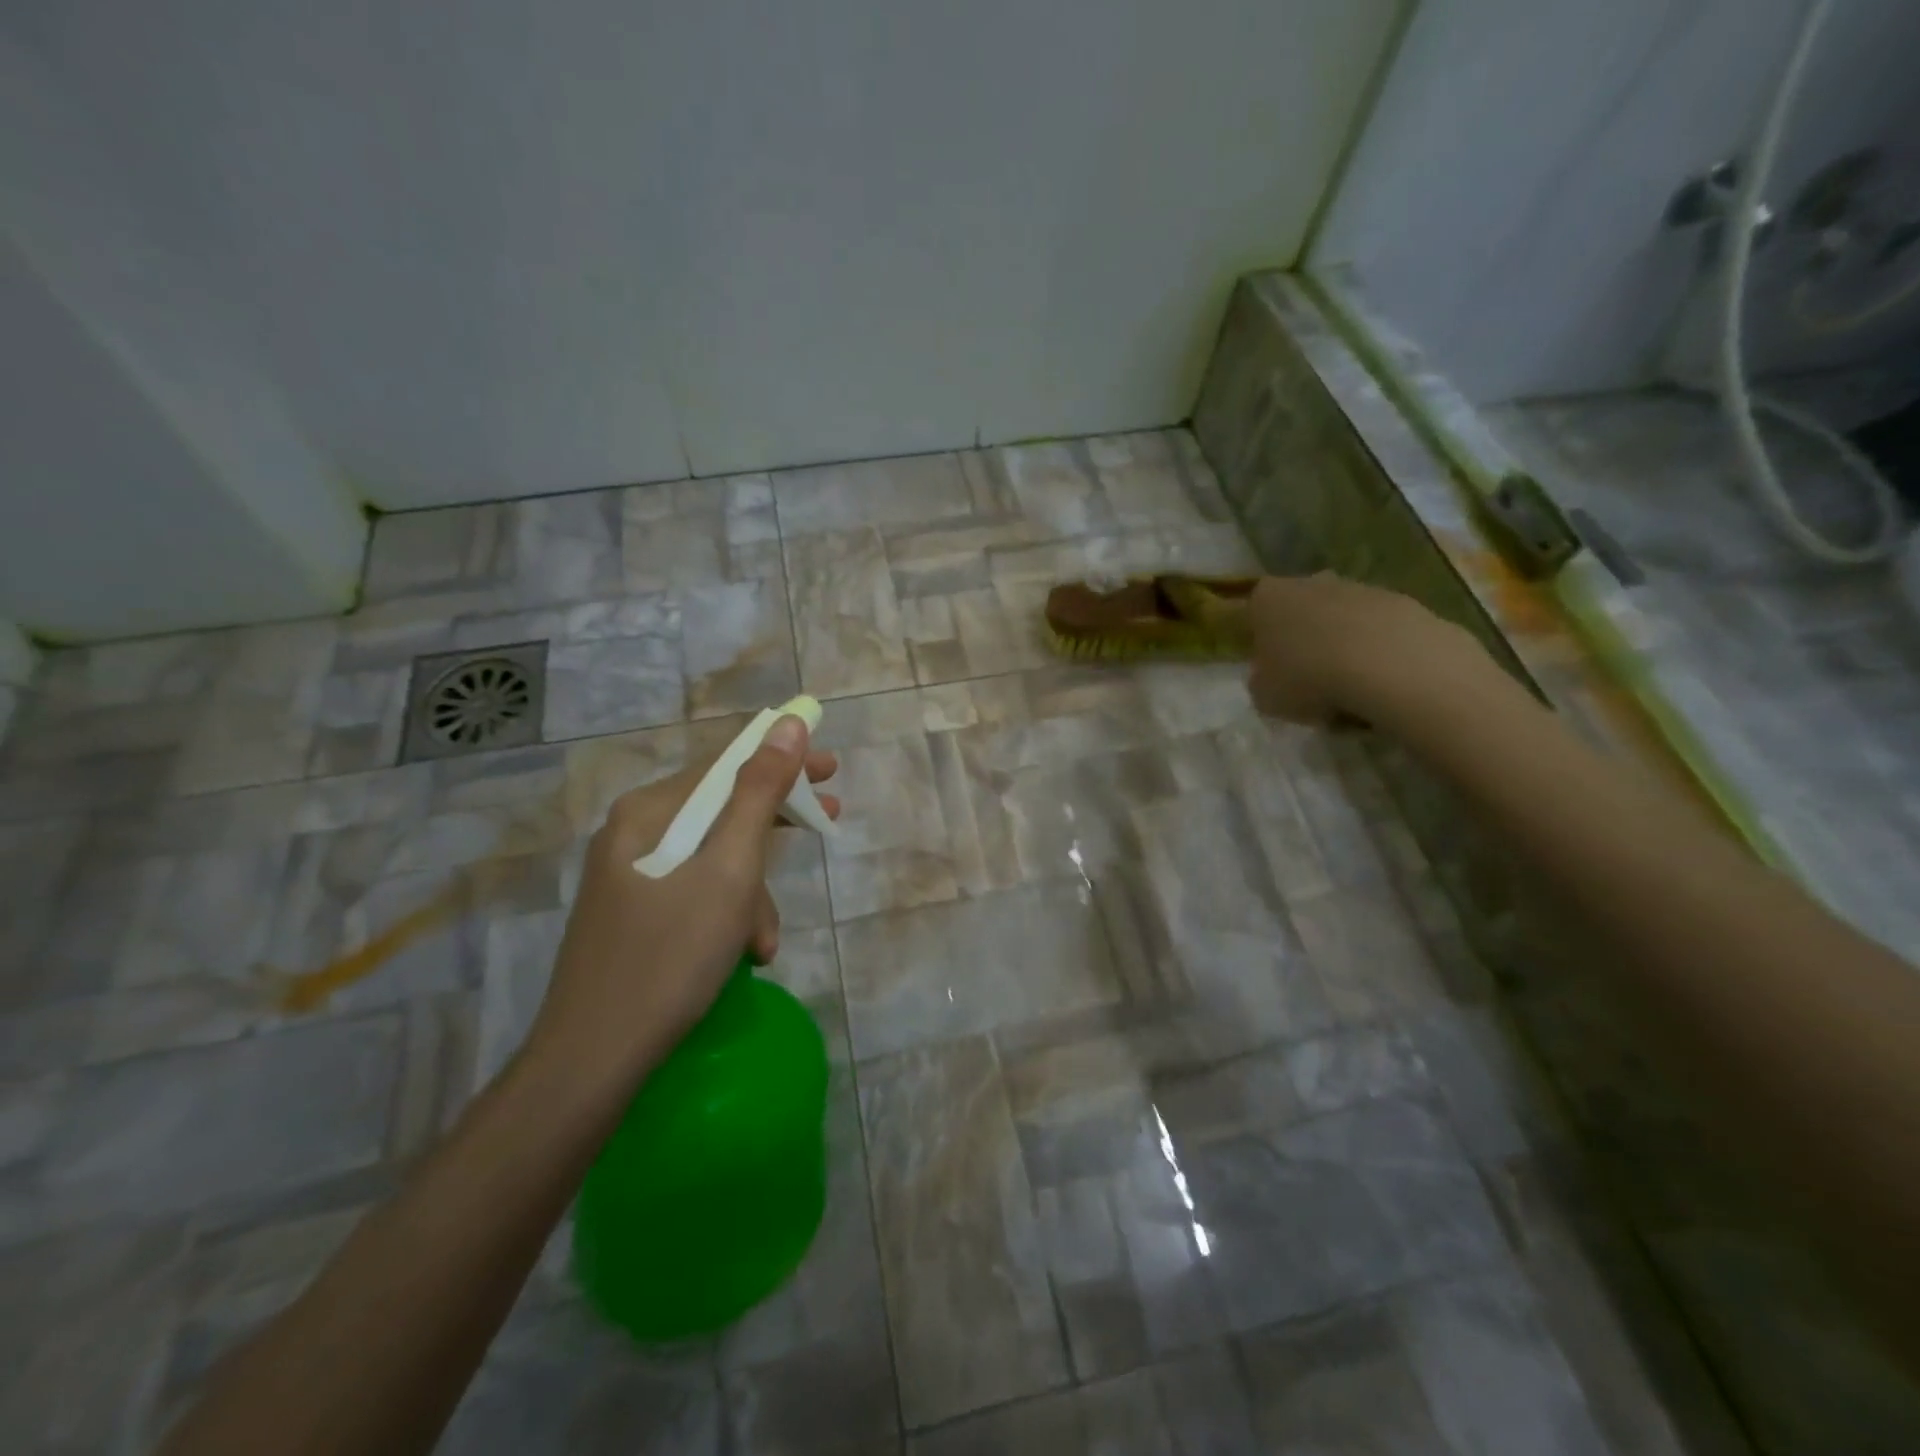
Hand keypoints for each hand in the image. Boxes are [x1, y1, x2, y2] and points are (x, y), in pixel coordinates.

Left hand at [524, 715, 840, 1097]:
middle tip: (828, 822)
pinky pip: (695, 894)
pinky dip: (727, 916)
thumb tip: (786, 724)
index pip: (726, 765)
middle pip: (721, 810)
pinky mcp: (634, 915)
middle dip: (775, 825)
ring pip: (712, 861)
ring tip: (763, 943)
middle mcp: (633, 834)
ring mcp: (630, 878)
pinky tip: (743, 956)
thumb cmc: (669, 957)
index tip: (831, 769)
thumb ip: (760, 794)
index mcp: (648, 812)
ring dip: (751, 894)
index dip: (783, 760)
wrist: (591, 1062)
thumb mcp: (728, 871)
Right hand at [1246, 573, 1473, 724]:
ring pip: (1341, 619)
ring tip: (1349, 689)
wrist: (1388, 666)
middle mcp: (1309, 583)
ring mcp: (1358, 588)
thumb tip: (1273, 678)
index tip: (1268, 668)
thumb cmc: (1308, 678)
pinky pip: (1377, 631)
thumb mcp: (1265, 696)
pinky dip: (1376, 652)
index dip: (1259, 641)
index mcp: (1267, 599)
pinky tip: (1380, 682)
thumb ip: (1262, 682)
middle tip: (1308, 678)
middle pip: (1300, 610)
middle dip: (1303, 638)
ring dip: (1341, 646)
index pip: (1253, 613)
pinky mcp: (1401, 602)